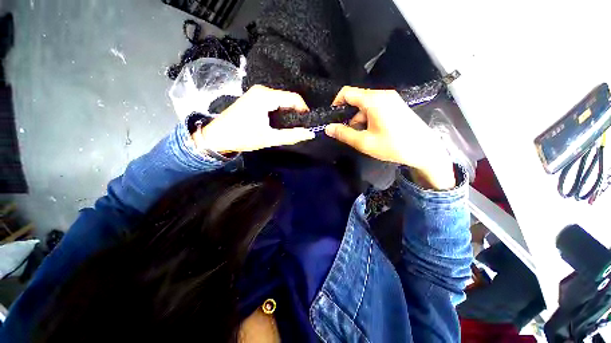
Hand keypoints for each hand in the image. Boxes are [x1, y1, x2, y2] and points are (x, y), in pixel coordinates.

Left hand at [192, 85, 314, 152]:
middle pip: (288, 98)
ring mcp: (257, 93)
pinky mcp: (254, 98)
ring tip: (292, 126)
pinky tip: (281, 121)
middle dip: (297, 112)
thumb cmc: (242, 137)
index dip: (304, 110)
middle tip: (301, 126)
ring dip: (289, 112)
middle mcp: (262, 90)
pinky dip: (281, 111)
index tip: (308, 123)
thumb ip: (291, 136)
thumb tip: (310, 134)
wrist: (217, 137)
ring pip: (281, 100)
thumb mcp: (269, 138)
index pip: (294, 98)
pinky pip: (274, 101)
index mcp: (265, 96)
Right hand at [325, 86, 455, 189]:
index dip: (336, 103)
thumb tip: (327, 128)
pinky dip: (368, 118)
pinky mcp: (395, 105)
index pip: (347, 92)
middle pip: (356, 99)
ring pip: (365, 105)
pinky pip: (375, 107)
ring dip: (358, 119)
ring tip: (362, 136)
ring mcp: (391, 99)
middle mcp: (383, 94)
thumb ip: (344, 134)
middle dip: (349, 115)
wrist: (425, 149)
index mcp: (374, 100)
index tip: (333, 118)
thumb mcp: (364, 142)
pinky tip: (372, 132)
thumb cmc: (393, 146)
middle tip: (348, 132)